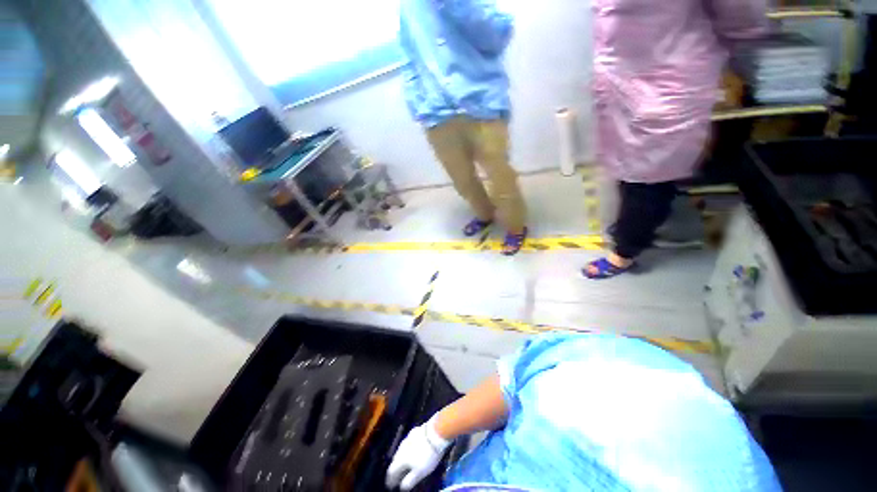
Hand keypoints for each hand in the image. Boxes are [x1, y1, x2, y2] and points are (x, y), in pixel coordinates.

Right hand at [386, 416, 451, 490]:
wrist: (436, 433)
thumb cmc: (428, 456)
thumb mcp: (419, 473)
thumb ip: (409, 481)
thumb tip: (402, 487)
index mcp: (401, 459)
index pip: (391, 471)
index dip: (390, 480)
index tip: (391, 486)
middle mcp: (401, 448)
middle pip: (395, 460)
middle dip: (396, 469)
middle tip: (398, 476)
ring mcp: (408, 438)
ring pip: (401, 450)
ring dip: (401, 458)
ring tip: (405, 464)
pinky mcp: (414, 431)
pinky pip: (408, 442)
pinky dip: (408, 449)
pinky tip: (413, 450)